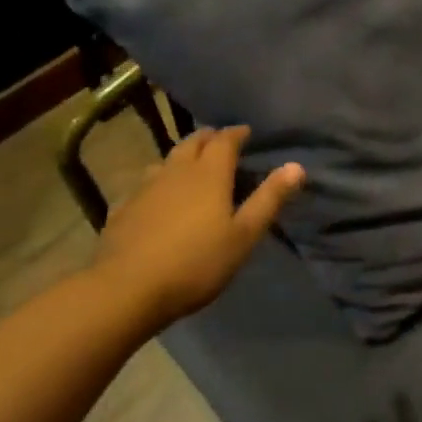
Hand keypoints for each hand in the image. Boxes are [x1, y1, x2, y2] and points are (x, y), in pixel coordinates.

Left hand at [94, 126, 303, 325]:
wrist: (127, 288)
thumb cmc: (196, 263)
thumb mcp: (243, 236)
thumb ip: (269, 199)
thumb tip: (296, 166)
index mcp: (209, 173)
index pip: (225, 140)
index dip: (237, 133)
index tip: (246, 133)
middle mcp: (176, 170)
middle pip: (193, 142)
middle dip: (209, 138)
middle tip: (221, 143)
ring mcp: (146, 187)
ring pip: (167, 160)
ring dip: (183, 157)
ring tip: (191, 166)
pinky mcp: (124, 207)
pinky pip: (145, 183)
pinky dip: (159, 181)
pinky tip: (158, 197)